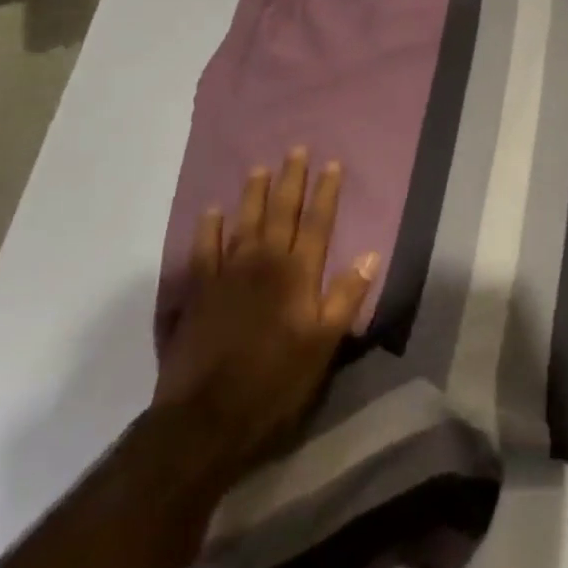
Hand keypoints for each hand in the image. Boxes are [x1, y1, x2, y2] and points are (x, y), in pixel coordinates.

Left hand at [154, 148, 380, 479]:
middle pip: (280, 213)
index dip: (326, 192)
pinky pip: (202, 251)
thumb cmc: (276, 381)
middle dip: (290, 180)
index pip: (317, 223)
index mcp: (297, 274)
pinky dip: (207, 229)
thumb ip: (346, 296)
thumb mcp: (324, 343)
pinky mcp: (196, 293)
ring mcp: (225, 275)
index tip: (332, 164)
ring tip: (258, 168)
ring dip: (252, 194)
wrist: (206, 418)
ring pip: (242, 223)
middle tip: (295, 150)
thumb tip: (371, 253)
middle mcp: (262, 263)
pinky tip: (211, 212)